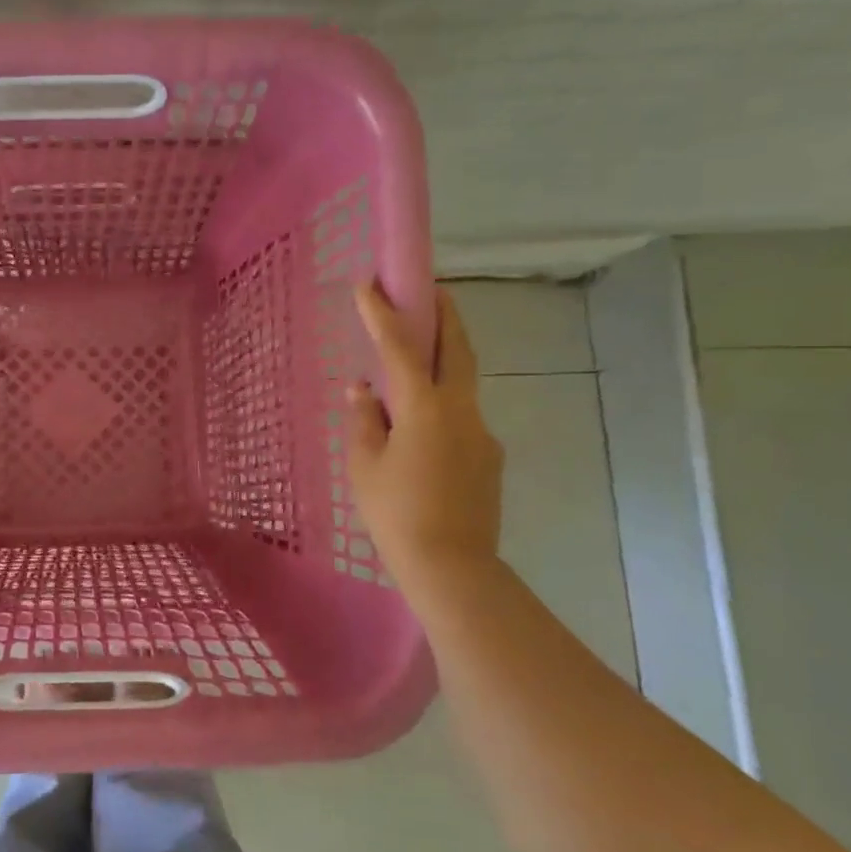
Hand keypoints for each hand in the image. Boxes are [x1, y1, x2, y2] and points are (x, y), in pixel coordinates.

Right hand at [345, 282, 504, 583]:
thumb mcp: (364, 465)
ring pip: (462, 383)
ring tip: (415, 361)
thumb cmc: (395, 514)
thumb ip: (364, 420)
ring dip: (444, 360)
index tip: (369, 284)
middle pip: (457, 350)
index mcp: (426, 409)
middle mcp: (462, 412)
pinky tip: (420, 429)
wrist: (452, 567)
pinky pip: (461, 417)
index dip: (384, 314)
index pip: (403, 349)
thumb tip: (362, 388)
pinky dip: (442, 404)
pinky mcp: (488, 457)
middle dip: (445, 315)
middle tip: (432, 290)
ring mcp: (481, 434)